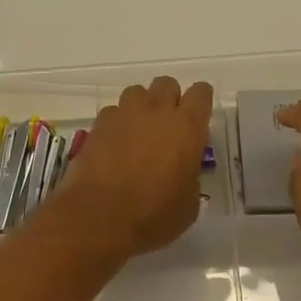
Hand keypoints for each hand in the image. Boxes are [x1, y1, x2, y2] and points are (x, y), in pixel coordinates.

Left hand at [53, 77, 213, 259]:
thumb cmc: (153, 215)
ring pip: (137, 92)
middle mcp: (157, 111)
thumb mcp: (188, 205)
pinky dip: (117, 122)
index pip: (201, 93)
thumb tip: (183, 174)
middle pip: (167, 84)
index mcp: (187, 127)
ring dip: (141, 106)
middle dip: (169, 99)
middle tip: (167, 125)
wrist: (99, 217)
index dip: (201, 101)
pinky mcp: (99, 123)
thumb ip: (190, 178)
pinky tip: (114, 143)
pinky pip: (113, 111)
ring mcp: (125, 113)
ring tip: (138, 131)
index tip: (198, 116)